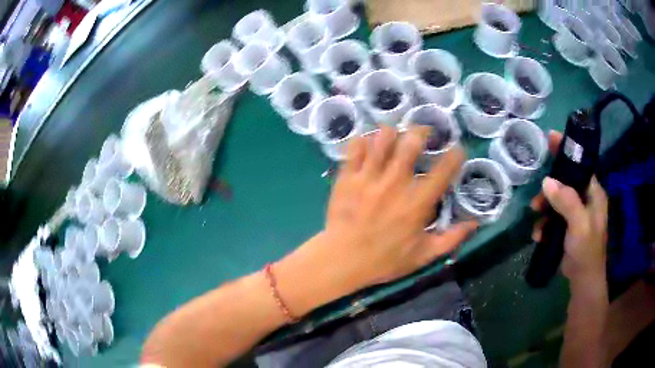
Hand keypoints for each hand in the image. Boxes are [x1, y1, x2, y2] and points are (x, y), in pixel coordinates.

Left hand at [321, 125, 477, 287]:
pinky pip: (355, 148)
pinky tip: (368, 144)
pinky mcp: (347, 177)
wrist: (342, 260)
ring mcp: (369, 177)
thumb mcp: (423, 255)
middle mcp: (395, 183)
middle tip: (424, 133)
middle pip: (411, 143)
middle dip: (421, 131)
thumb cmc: (384, 260)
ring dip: (392, 133)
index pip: (443, 171)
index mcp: (417, 202)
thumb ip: (451, 239)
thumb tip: (474, 224)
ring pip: (382, 139)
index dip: (455, 156)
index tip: (458, 149)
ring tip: (395, 135)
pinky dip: (363, 141)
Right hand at [531, 131, 607, 283]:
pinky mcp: (568, 228)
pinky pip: (553, 217)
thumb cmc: (586, 251)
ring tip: (536, 218)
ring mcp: (576, 214)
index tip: (551, 138)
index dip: (567, 151)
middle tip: (537, 197)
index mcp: (594, 193)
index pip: (581, 165)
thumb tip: (547, 182)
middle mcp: (586, 200)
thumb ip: (567, 202)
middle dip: (550, 188)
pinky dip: (545, 223)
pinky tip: (539, 235)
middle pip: (566, 182)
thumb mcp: (580, 225)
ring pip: (557, 200)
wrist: (582, 281)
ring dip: (544, 208)